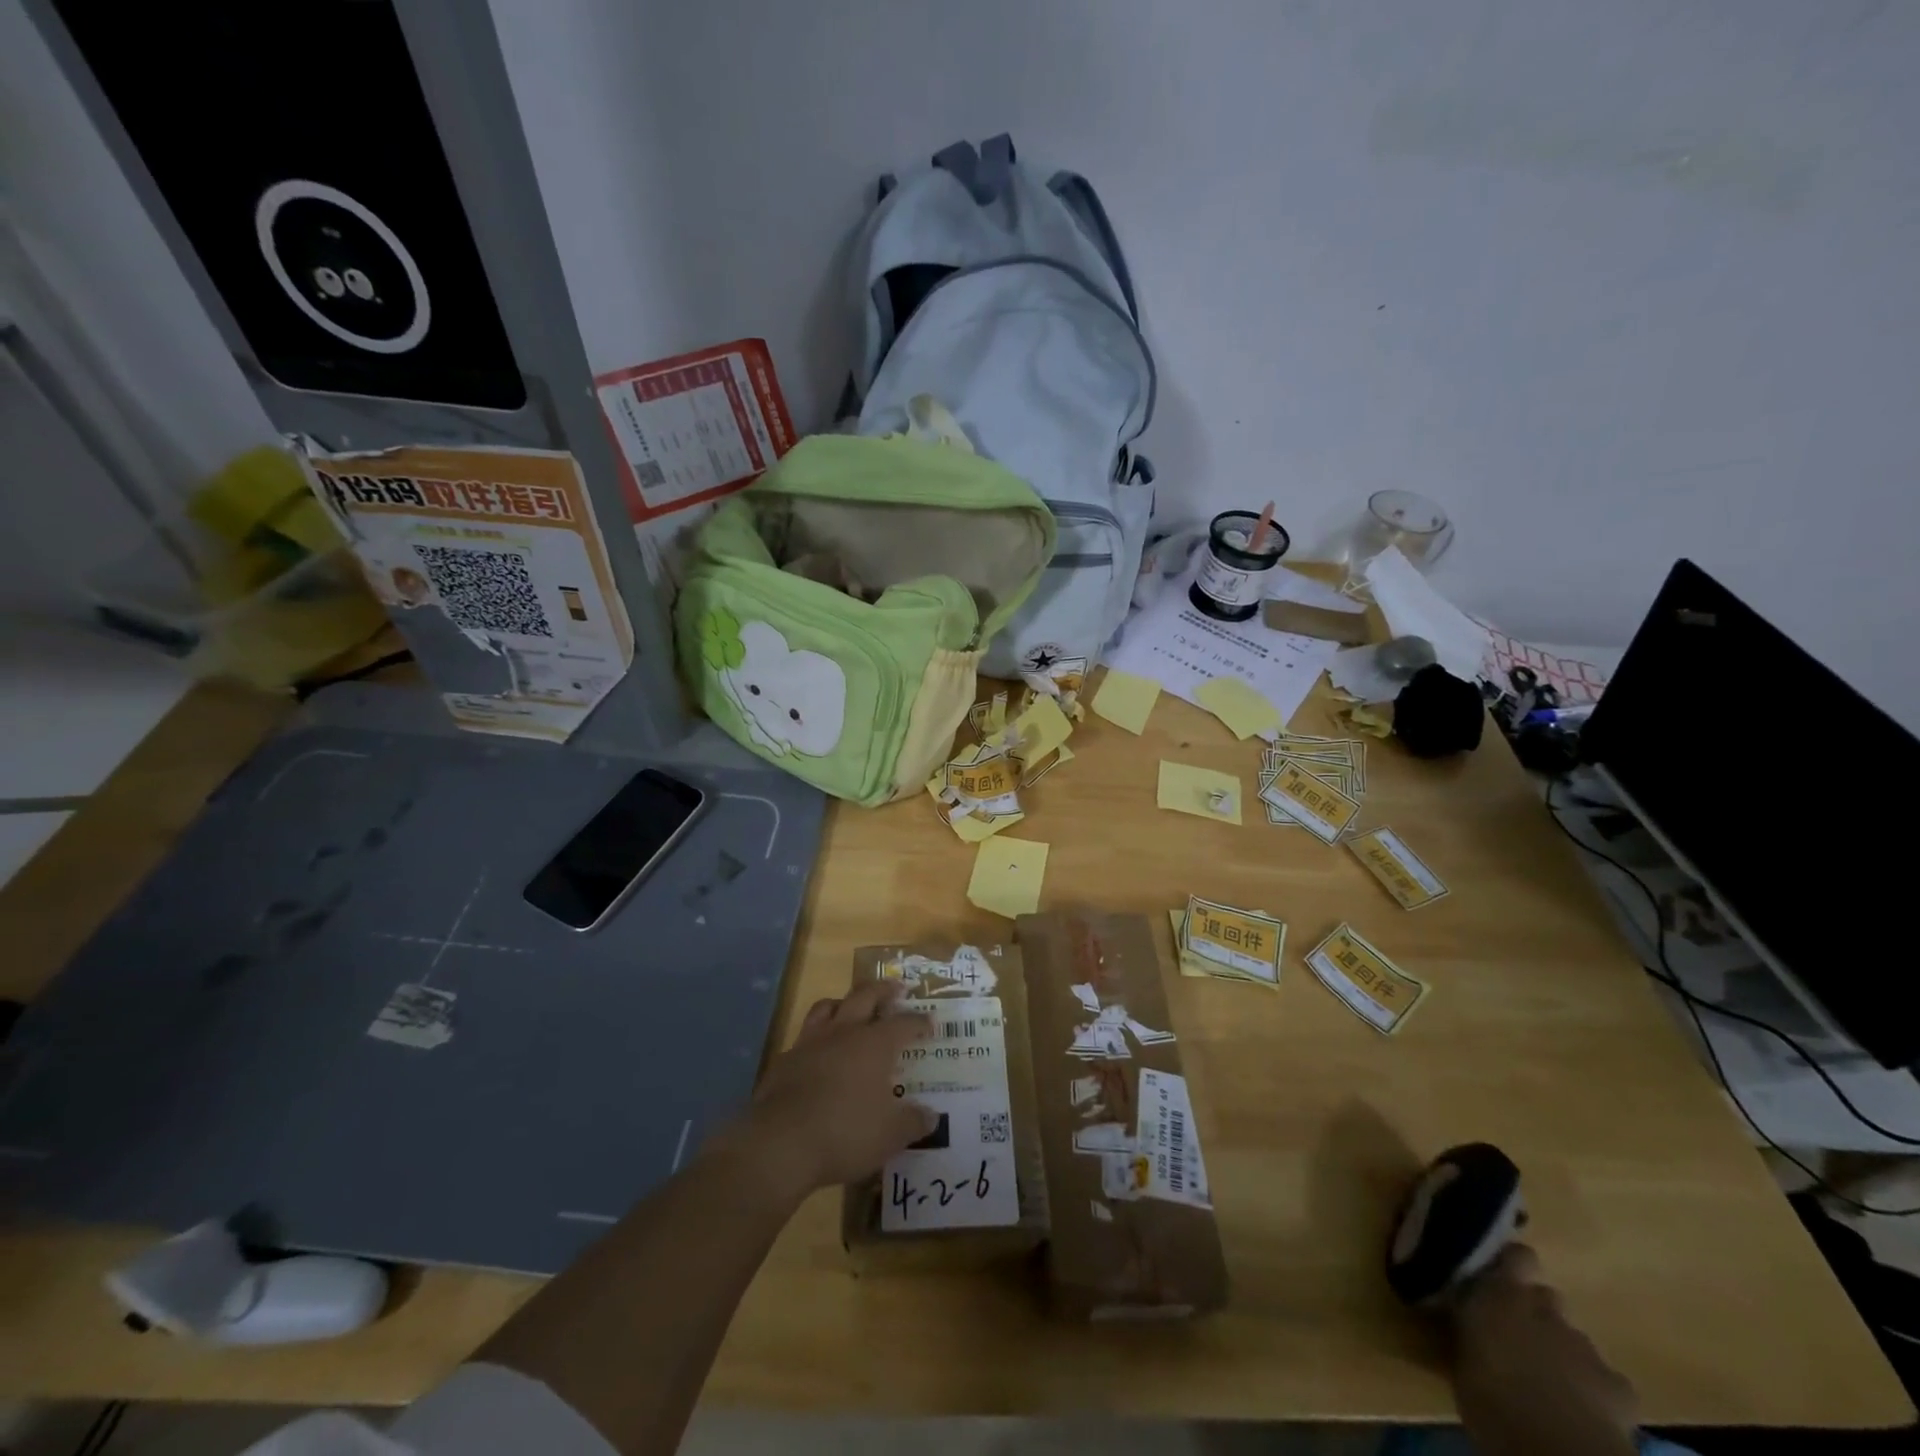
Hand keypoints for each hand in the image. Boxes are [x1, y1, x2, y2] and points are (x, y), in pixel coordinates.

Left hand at [729, 979, 934, 1200]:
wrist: (779, 1143)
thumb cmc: (844, 1133)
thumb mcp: (889, 1136)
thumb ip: (912, 1123)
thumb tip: (931, 1117)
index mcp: (874, 1044)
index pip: (903, 1023)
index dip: (918, 1022)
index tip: (930, 1021)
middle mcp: (843, 1032)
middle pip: (865, 996)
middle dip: (883, 990)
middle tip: (896, 988)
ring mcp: (810, 1042)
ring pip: (828, 1006)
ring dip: (843, 1002)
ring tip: (851, 1006)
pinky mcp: (784, 1060)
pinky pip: (804, 1035)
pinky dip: (816, 1036)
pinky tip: (818, 1051)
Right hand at [1451, 1245, 1639, 1455]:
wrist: (1558, 1451)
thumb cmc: (1491, 1399)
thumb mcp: (1460, 1357)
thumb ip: (1467, 1328)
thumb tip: (1460, 1317)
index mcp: (1501, 1294)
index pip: (1517, 1256)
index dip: (1514, 1264)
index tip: (1499, 1277)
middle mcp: (1544, 1310)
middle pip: (1547, 1298)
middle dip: (1537, 1313)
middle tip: (1520, 1337)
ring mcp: (1585, 1347)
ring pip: (1573, 1337)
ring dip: (1562, 1350)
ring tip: (1549, 1380)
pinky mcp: (1619, 1387)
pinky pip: (1606, 1378)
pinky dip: (1596, 1388)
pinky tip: (1584, 1409)